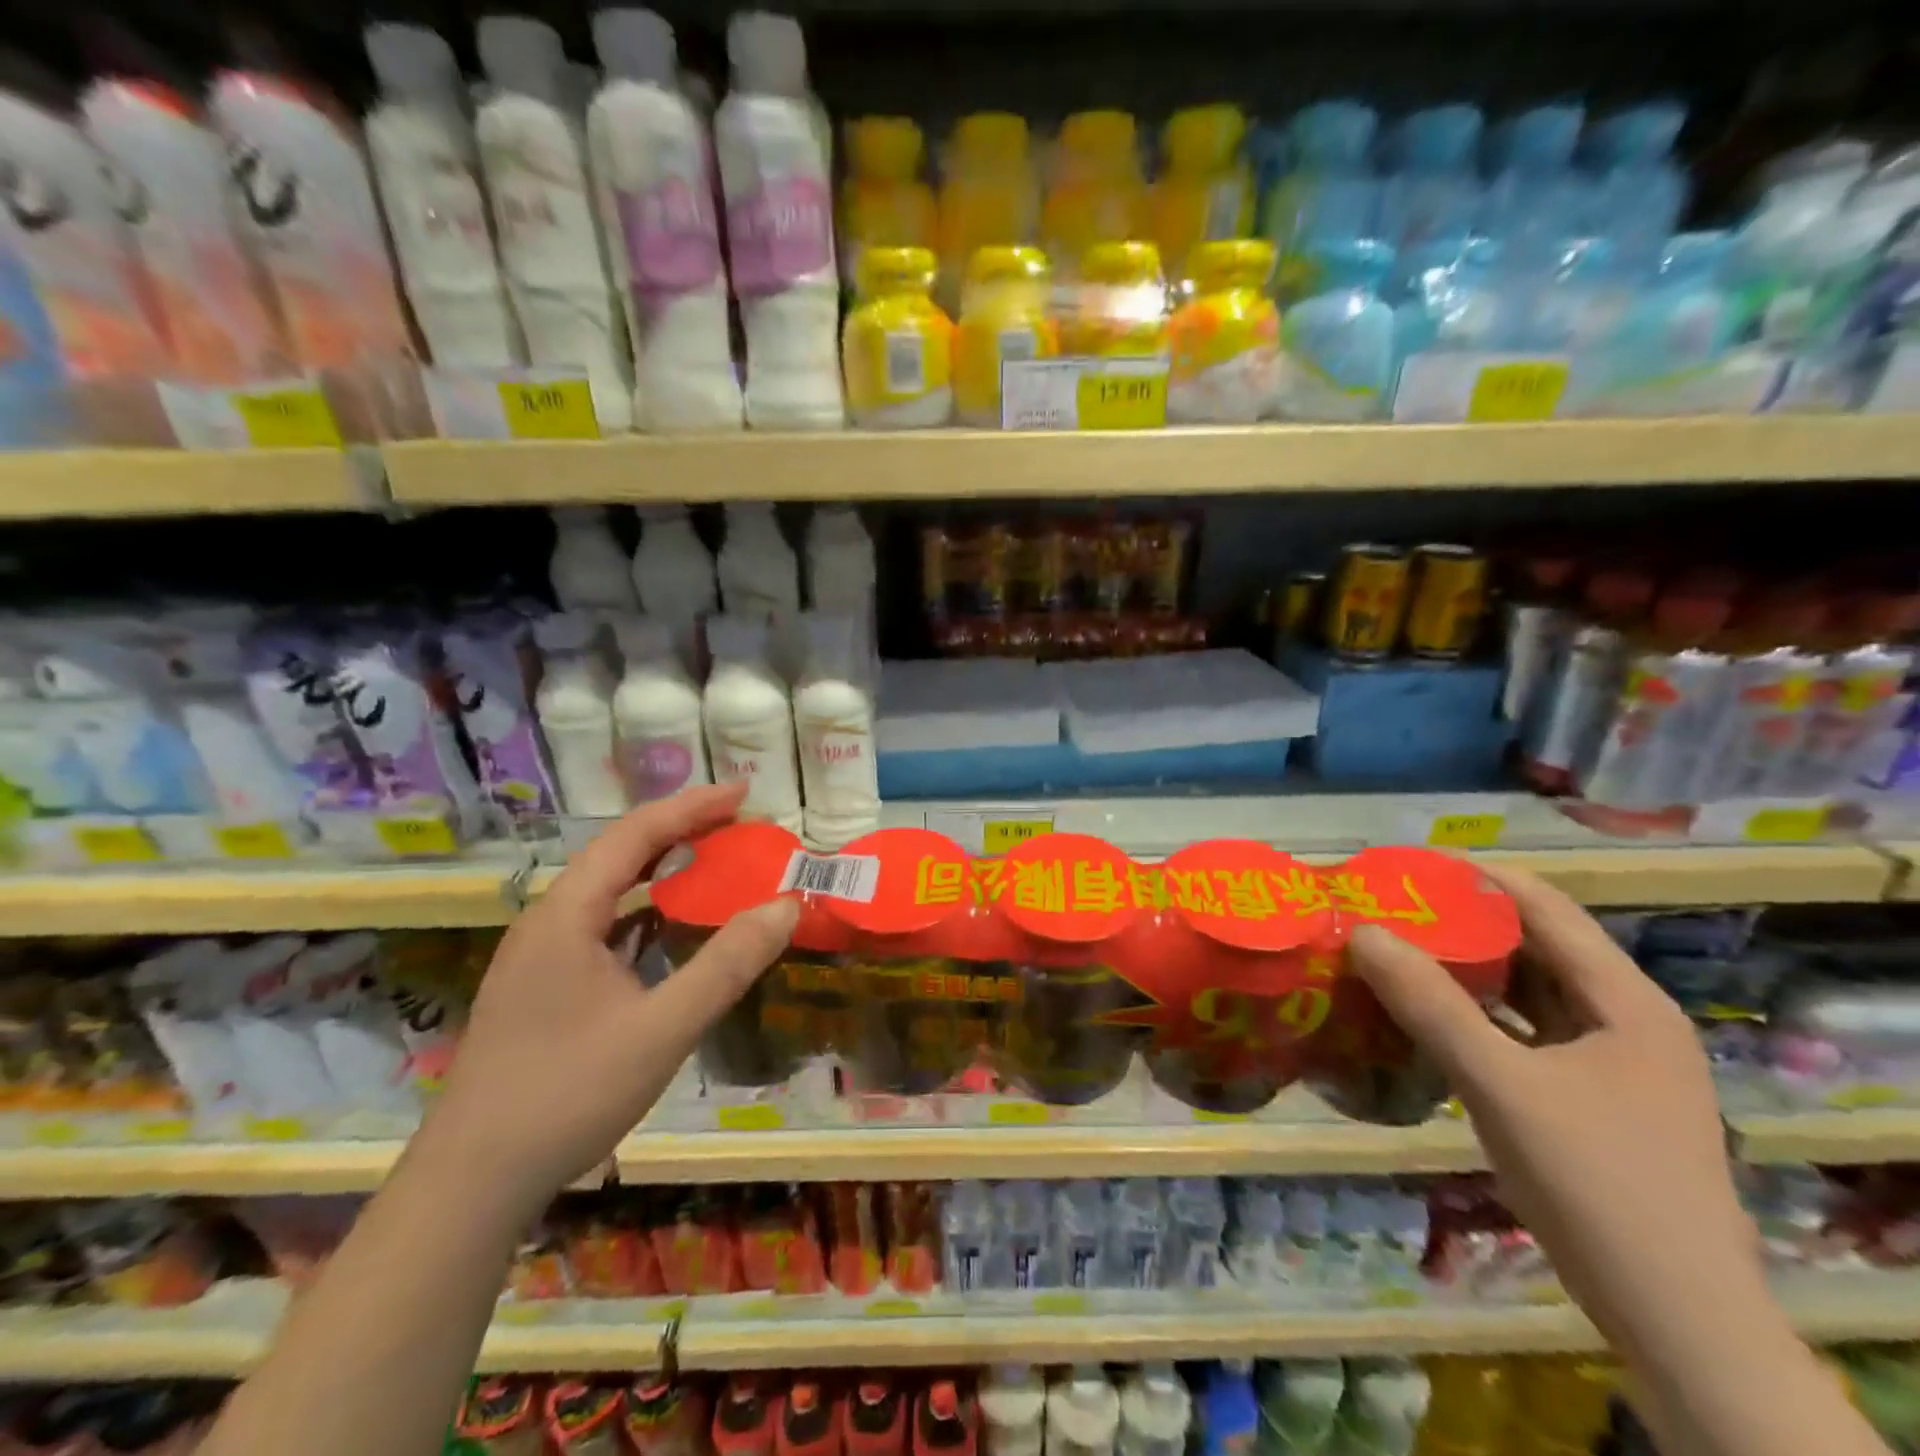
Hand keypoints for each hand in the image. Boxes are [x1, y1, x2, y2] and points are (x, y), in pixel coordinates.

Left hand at [422, 784, 798, 1215]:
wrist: (471, 1184)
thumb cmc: (567, 1094)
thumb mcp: (663, 1028)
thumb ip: (728, 964)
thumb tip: (786, 905)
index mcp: (567, 915)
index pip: (635, 834)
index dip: (692, 807)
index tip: (744, 793)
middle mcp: (549, 921)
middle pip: (620, 853)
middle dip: (681, 830)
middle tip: (739, 824)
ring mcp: (541, 955)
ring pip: (609, 890)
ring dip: (662, 868)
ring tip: (713, 860)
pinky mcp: (544, 986)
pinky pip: (603, 925)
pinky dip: (646, 910)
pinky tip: (670, 927)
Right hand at [1348, 864, 1756, 1345]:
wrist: (1676, 1321)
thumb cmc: (1598, 1184)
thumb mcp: (1503, 1086)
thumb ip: (1431, 1006)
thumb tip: (1362, 932)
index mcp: (1624, 1001)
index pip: (1545, 907)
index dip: (1476, 878)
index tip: (1405, 869)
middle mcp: (1620, 1019)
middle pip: (1533, 947)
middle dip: (1458, 923)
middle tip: (1385, 910)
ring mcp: (1605, 1062)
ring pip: (1523, 992)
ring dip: (1462, 971)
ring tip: (1391, 951)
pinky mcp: (1583, 1097)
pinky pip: (1518, 1033)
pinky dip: (1472, 1016)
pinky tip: (1421, 1015)